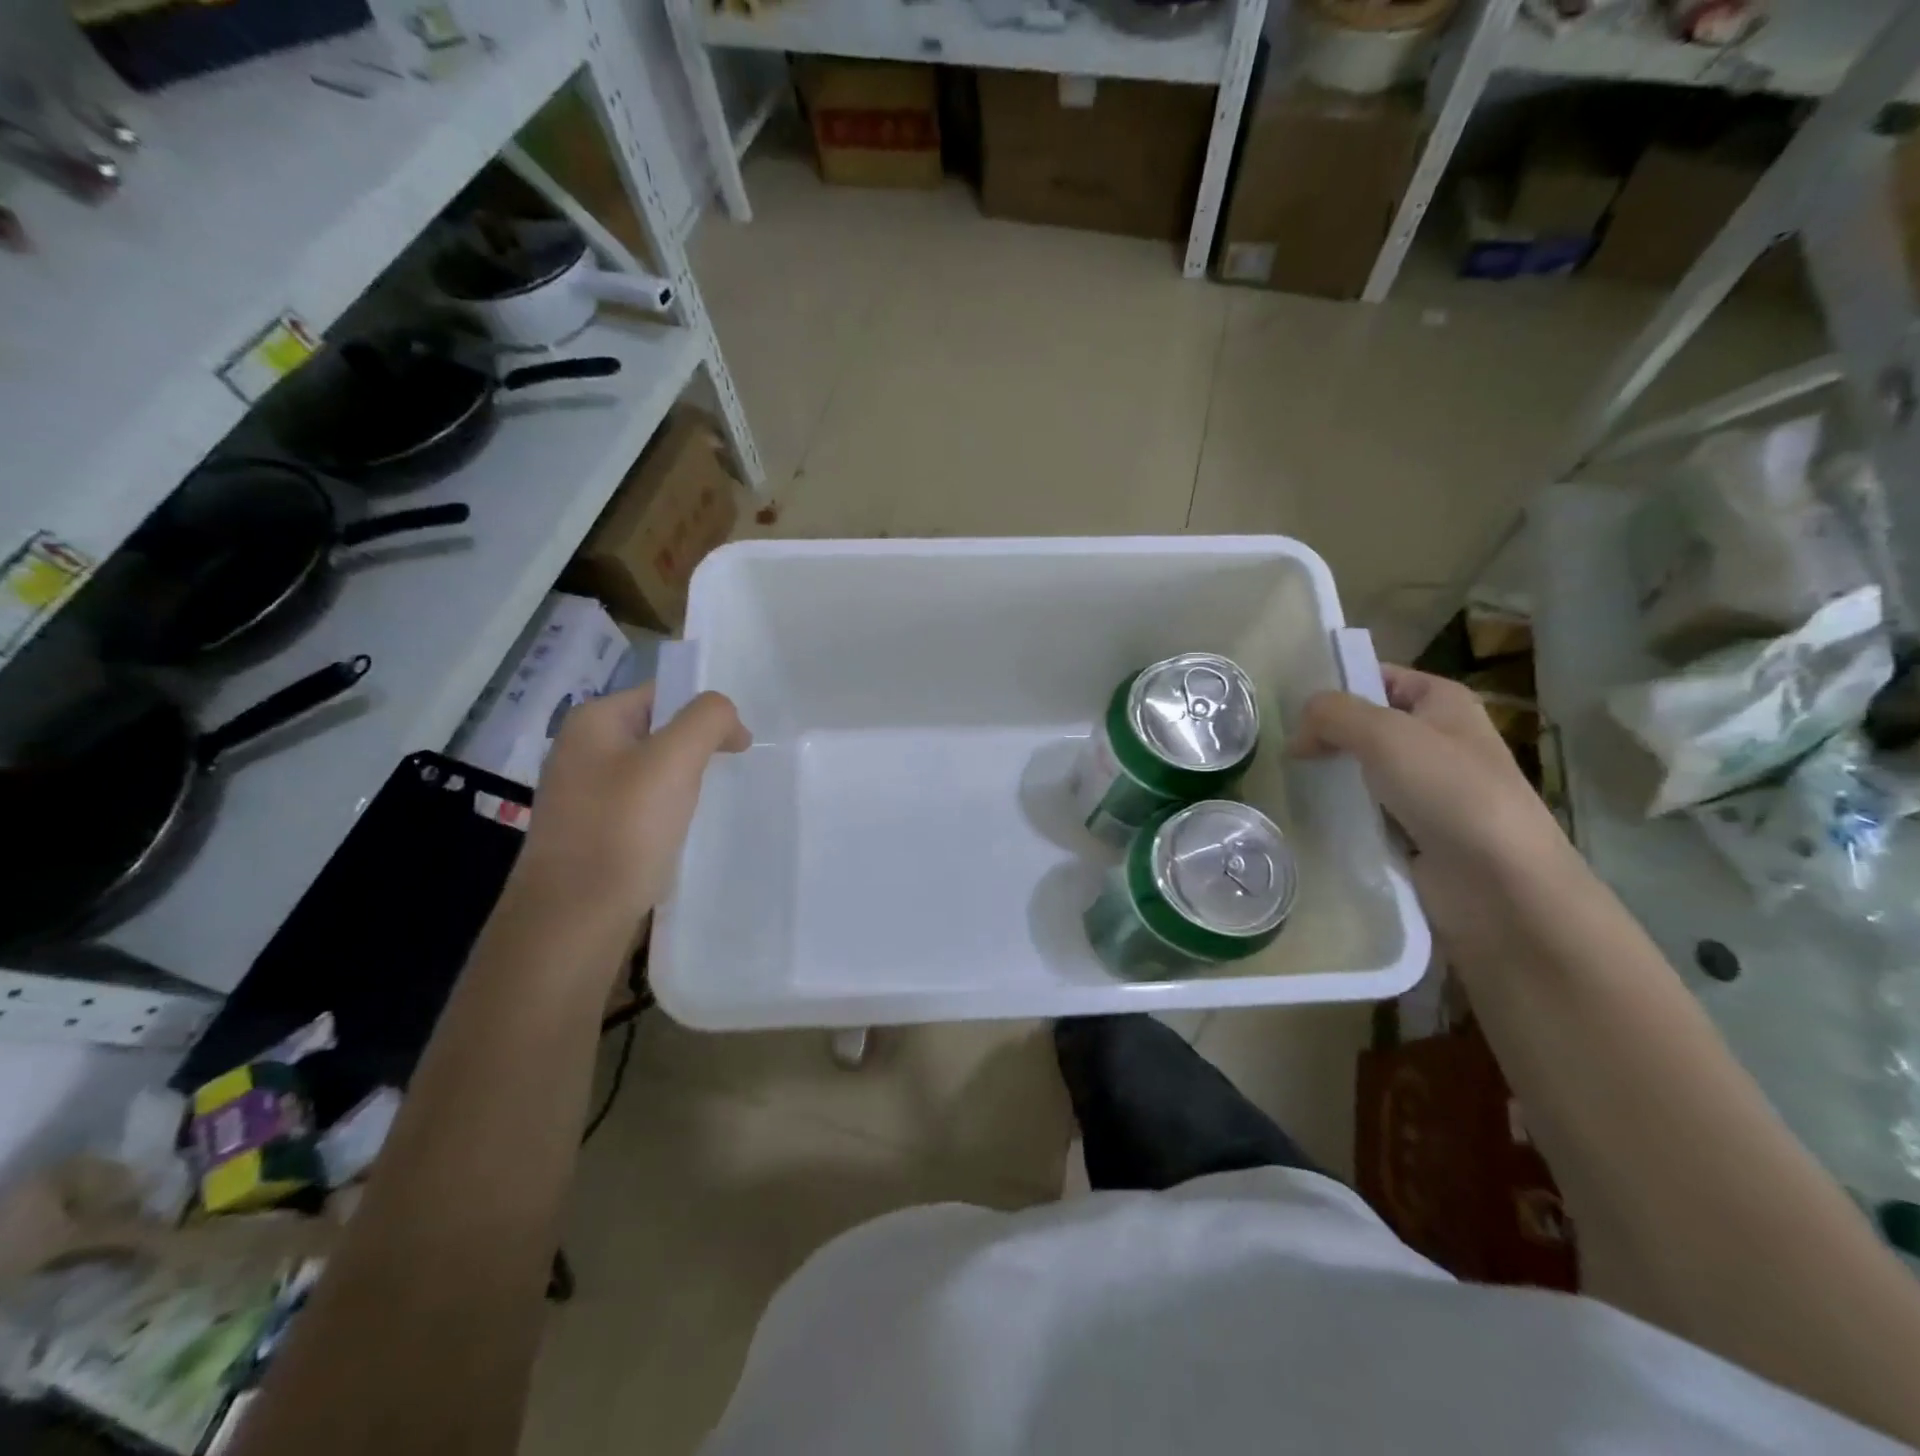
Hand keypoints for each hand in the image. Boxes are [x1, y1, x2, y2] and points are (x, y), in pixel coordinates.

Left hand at [509, 684, 749, 941]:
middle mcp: (581, 750)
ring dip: (684, 784)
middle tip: (728, 775)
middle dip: (697, 749)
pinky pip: (641, 806)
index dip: (706, 712)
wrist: (573, 918)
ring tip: (706, 807)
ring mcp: (583, 793)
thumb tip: (728, 719)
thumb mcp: (674, 760)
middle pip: (659, 731)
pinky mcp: (591, 831)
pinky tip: (680, 834)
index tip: (738, 745)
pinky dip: (666, 813)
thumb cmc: (623, 829)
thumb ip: (708, 719)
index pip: (664, 694)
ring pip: (652, 772)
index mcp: (593, 721)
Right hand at [1290, 666, 1578, 946]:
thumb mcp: (1384, 734)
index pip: (1378, 677)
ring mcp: (1426, 788)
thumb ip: (1332, 715)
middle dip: (1324, 736)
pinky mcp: (1414, 831)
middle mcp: (1437, 739)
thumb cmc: (1450, 791)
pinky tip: (1310, 817)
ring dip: (1328, 778)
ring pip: (1360, 771)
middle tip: (1282, 751)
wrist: (1500, 884)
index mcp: (1443, 702)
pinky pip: (1365, 811)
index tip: (1291, 710)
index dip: (1336, 687)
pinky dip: (1340, 813)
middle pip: (1364, 726)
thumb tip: (1297, 733)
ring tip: (1286, 783)